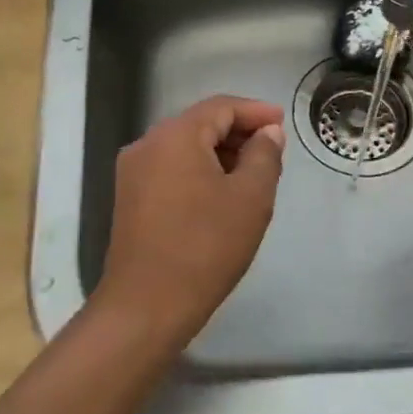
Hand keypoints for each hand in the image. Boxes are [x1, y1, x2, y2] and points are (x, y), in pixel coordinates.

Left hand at [95, 95, 285, 346]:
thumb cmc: (205, 246)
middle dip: (238, 132)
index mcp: (175, 136)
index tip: (282, 122)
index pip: (221, 107)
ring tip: (253, 174)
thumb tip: (267, 133)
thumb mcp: (250, 198)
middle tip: (273, 151)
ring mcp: (133, 172)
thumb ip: (264, 156)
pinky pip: (171, 169)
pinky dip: (199, 171)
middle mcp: (147, 144)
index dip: (255, 111)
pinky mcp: (130, 198)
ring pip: (185, 147)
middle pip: (200, 124)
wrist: (146, 306)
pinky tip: (222, 194)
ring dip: (220, 153)